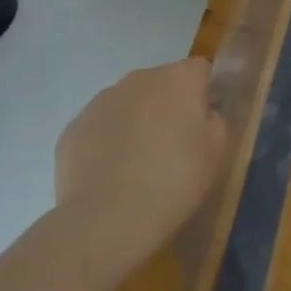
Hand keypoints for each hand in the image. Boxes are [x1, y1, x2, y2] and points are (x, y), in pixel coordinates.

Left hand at [54, 57, 225, 270]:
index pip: (201, 70)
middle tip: (174, 145)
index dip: (206, 94)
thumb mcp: (216, 152)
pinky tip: (112, 173)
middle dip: (169, 105)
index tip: (205, 123)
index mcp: (179, 79)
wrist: (106, 221)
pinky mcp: (73, 127)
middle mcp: (139, 79)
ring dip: (137, 120)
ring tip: (139, 163)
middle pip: (163, 83)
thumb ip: (216, 121)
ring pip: (129, 103)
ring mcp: (101, 101)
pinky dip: (108, 141)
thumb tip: (204, 114)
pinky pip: (101, 126)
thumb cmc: (174, 181)